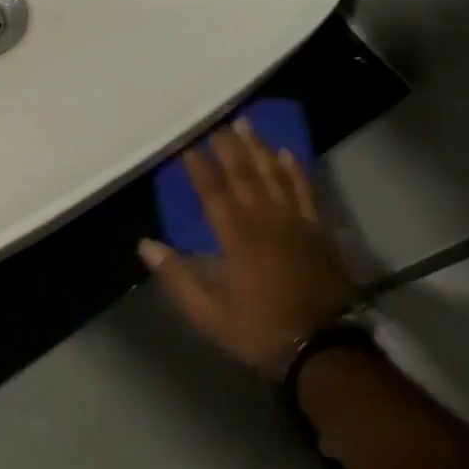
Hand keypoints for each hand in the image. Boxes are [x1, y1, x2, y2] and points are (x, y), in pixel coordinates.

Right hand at [139, 121, 354, 376]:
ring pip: (274, 175)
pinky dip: (295, 170)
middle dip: (228, 147)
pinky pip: (305, 191)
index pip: (214, 192)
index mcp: (237, 237)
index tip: (187, 145)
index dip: (199, 167)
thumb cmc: (260, 329)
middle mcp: (265, 220)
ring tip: (246, 124)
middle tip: (217, 122)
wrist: (323, 346)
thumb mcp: (209, 312)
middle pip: (245, 175)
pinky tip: (286, 153)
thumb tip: (145, 244)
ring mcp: (295, 222)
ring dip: (258, 148)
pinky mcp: (318, 230)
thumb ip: (177, 276)